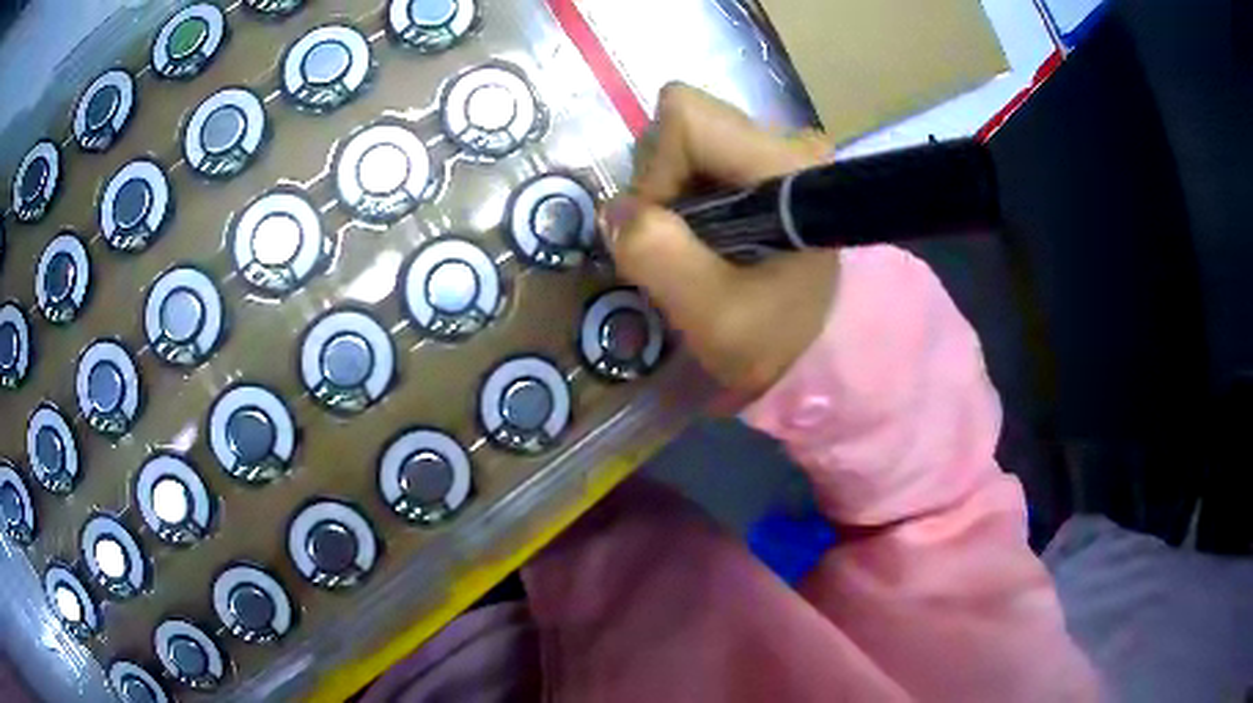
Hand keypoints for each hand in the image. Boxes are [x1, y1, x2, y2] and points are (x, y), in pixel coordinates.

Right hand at [598, 84, 838, 402]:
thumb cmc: (778, 341)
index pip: (687, 118)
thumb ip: (658, 256)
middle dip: (661, 184)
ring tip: (694, 247)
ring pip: (688, 143)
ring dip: (671, 194)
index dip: (657, 169)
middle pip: (685, 126)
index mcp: (783, 165)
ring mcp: (779, 153)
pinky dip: (687, 198)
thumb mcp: (712, 314)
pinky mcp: (769, 169)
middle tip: (680, 245)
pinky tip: (707, 238)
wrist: (821, 354)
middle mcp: (786, 143)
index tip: (666, 230)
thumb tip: (617, 210)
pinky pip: (701, 162)